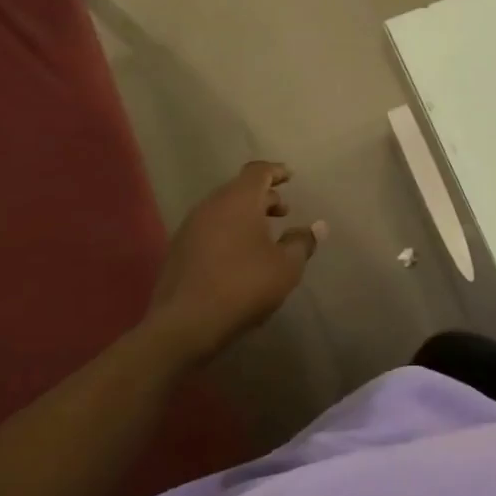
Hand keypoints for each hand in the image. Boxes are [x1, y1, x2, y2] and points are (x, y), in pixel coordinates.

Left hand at [140, 160, 325, 362]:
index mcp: (239, 201)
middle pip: (239, 189)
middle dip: (263, 197)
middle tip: (283, 212)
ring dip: (245, 216)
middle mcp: (211, 206)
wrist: (185, 324)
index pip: (258, 171)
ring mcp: (190, 228)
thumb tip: (317, 226)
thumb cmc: (244, 286)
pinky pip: (210, 229)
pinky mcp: (178, 250)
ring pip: (223, 210)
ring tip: (264, 236)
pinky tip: (239, 257)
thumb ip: (303, 242)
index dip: (276, 171)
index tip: (291, 177)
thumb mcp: (287, 266)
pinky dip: (228, 232)